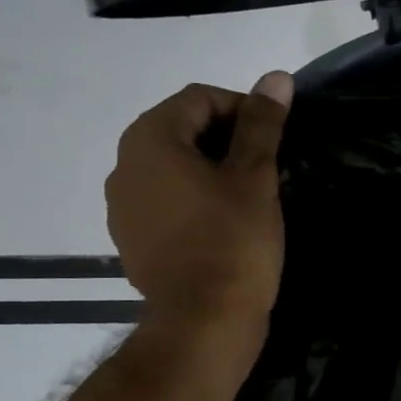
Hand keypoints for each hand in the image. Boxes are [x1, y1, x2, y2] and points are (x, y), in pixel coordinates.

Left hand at [106, 72, 293, 364]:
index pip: (198, 98)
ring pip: (173, 166)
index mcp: (149, 140)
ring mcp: (123, 206)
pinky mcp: (132, 238)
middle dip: (227, 137)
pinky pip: (165, 199)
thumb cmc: (232, 241)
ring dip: (210, 167)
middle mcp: (124, 166)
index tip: (274, 136)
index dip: (242, 107)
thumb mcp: (254, 176)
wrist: (203, 323)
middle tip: (266, 164)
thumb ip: (262, 124)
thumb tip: (276, 77)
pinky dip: (194, 197)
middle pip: (181, 129)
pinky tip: (224, 221)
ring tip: (249, 193)